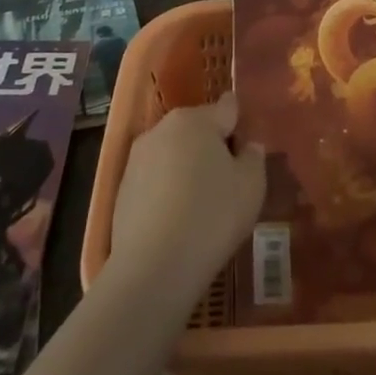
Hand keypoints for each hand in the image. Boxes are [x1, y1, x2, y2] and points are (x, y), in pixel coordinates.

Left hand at [106, 90, 265, 315]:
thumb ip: (254, 157)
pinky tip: (178, 219)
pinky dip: (168, 190)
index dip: (240, 124)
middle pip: (197, 128)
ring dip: (188, 167)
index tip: (247, 148)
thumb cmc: (212, 216)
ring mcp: (137, 157)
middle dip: (212, 146)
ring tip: (202, 203)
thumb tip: (247, 146)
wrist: (154, 266)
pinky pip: (155, 179)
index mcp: (196, 119)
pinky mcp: (122, 187)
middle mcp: (163, 128)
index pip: (227, 108)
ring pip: (173, 153)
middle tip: (229, 180)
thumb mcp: (251, 186)